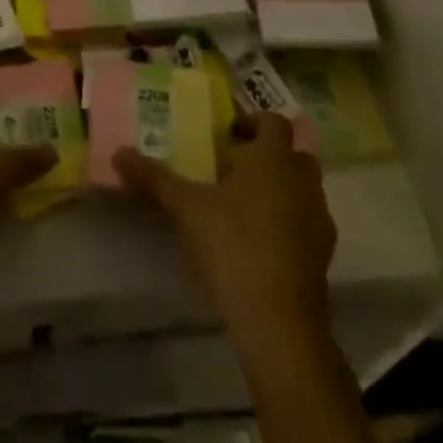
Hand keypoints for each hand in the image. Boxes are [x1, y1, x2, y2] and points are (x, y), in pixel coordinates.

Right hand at [115, 113, 335, 335]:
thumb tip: (118, 152)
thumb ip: (154, 178)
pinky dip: (288, 221)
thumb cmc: (233, 245)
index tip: (226, 136)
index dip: (252, 122)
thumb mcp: (186, 208)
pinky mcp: (324, 255)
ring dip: (279, 187)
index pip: (273, 121)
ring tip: (241, 205)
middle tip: (231, 168)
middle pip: (292, 153)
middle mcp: (302, 180)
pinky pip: (306, 222)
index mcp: (273, 158)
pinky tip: (258, 241)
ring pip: (302, 188)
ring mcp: (319, 218)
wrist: (279, 321)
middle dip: (266, 155)